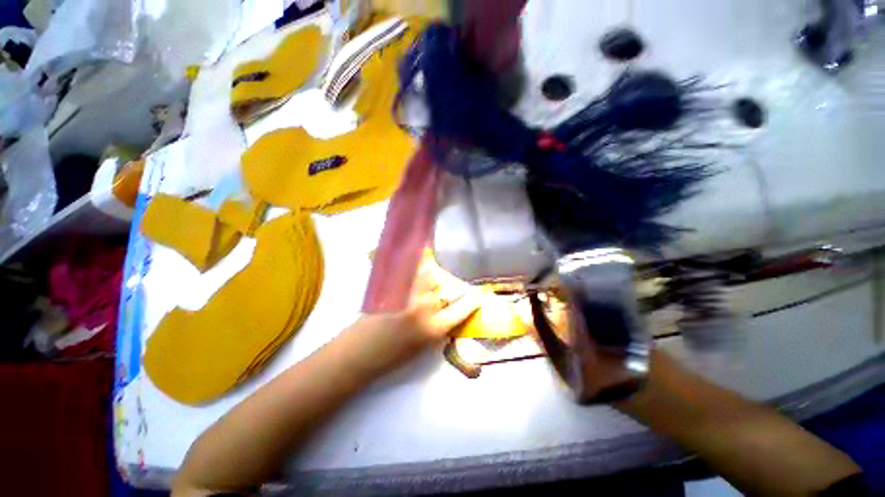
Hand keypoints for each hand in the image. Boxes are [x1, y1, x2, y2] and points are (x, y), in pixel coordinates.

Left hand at [350, 255, 480, 368]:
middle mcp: (425, 307)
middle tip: (452, 287)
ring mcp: (409, 293)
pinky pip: (411, 268)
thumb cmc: (392, 356)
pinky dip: (418, 263)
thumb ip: (440, 325)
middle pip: (448, 286)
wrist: (359, 352)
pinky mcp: (395, 285)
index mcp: (434, 329)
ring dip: (435, 272)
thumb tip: (450, 308)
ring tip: (433, 275)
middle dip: (453, 285)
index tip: (477, 296)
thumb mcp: (424, 346)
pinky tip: (419, 262)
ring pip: (431, 272)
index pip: (462, 309)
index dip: (472, 301)